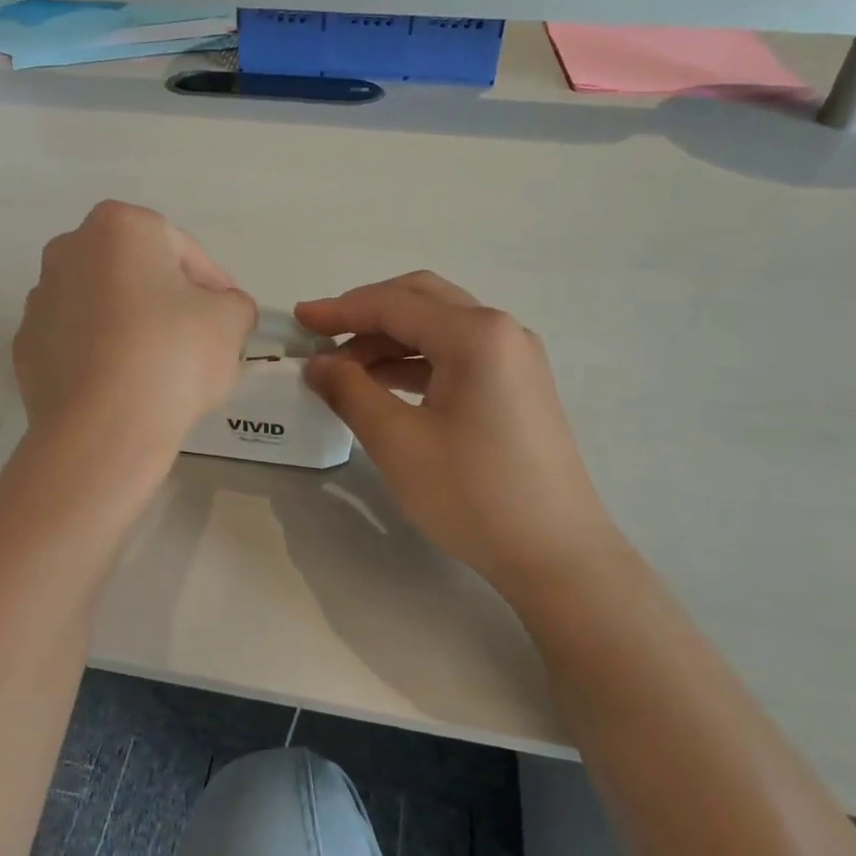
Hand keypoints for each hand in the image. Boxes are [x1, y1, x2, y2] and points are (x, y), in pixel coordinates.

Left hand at [15, 202, 255, 456]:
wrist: (102, 429)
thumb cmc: (171, 355)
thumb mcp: (231, 320)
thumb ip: (234, 304)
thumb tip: (222, 311)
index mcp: (119, 227)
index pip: (182, 249)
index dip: (212, 284)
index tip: (227, 317)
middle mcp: (68, 250)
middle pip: (136, 273)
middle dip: (166, 300)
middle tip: (196, 340)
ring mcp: (40, 300)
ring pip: (102, 307)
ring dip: (130, 327)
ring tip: (159, 371)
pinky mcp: (26, 348)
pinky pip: (77, 344)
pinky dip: (100, 357)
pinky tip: (123, 389)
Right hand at [295, 273, 620, 594]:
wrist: (556, 555)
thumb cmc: (473, 494)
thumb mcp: (397, 441)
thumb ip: (350, 391)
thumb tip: (317, 364)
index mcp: (475, 334)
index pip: (393, 305)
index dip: (340, 310)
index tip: (298, 320)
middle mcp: (501, 331)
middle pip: (421, 301)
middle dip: (366, 314)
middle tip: (322, 337)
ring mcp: (516, 358)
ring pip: (440, 328)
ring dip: (390, 340)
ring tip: (345, 371)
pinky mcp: (519, 387)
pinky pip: (458, 355)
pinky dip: (417, 362)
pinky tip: (386, 386)